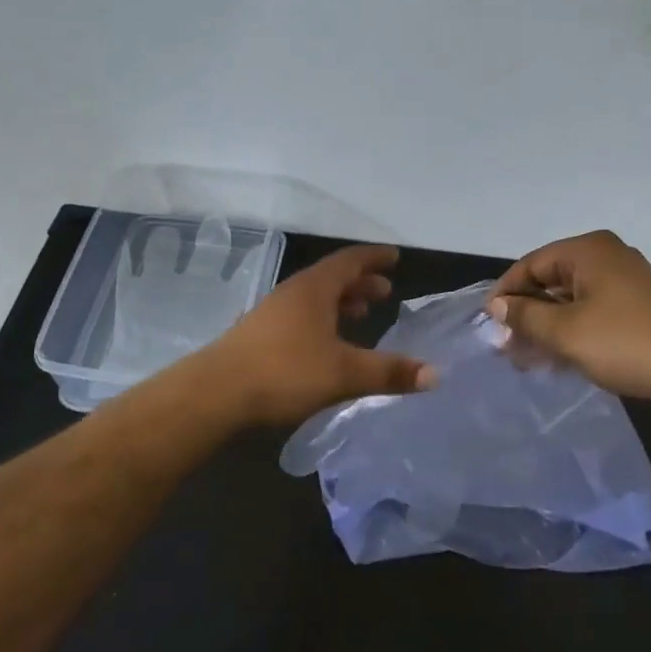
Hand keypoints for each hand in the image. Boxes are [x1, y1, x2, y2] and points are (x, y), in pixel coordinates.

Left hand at [200, 245, 435, 428]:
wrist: (214, 394)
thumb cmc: (284, 372)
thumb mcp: (344, 374)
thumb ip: (389, 372)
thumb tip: (436, 374)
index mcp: (313, 289)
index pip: (350, 261)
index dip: (374, 258)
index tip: (395, 257)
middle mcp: (292, 294)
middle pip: (331, 278)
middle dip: (360, 283)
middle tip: (385, 294)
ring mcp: (271, 314)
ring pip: (314, 299)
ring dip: (340, 303)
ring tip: (360, 316)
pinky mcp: (258, 337)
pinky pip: (300, 317)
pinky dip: (322, 321)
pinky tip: (326, 346)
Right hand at [487, 231, 650, 401]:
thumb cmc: (625, 344)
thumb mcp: (565, 332)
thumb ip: (526, 316)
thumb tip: (498, 306)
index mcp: (588, 251)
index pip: (531, 263)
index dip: (506, 292)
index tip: (489, 323)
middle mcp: (607, 256)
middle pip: (551, 279)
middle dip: (527, 313)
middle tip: (506, 346)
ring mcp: (627, 279)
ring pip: (572, 298)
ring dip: (548, 325)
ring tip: (528, 358)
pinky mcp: (640, 304)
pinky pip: (593, 309)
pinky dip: (573, 329)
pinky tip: (559, 357)